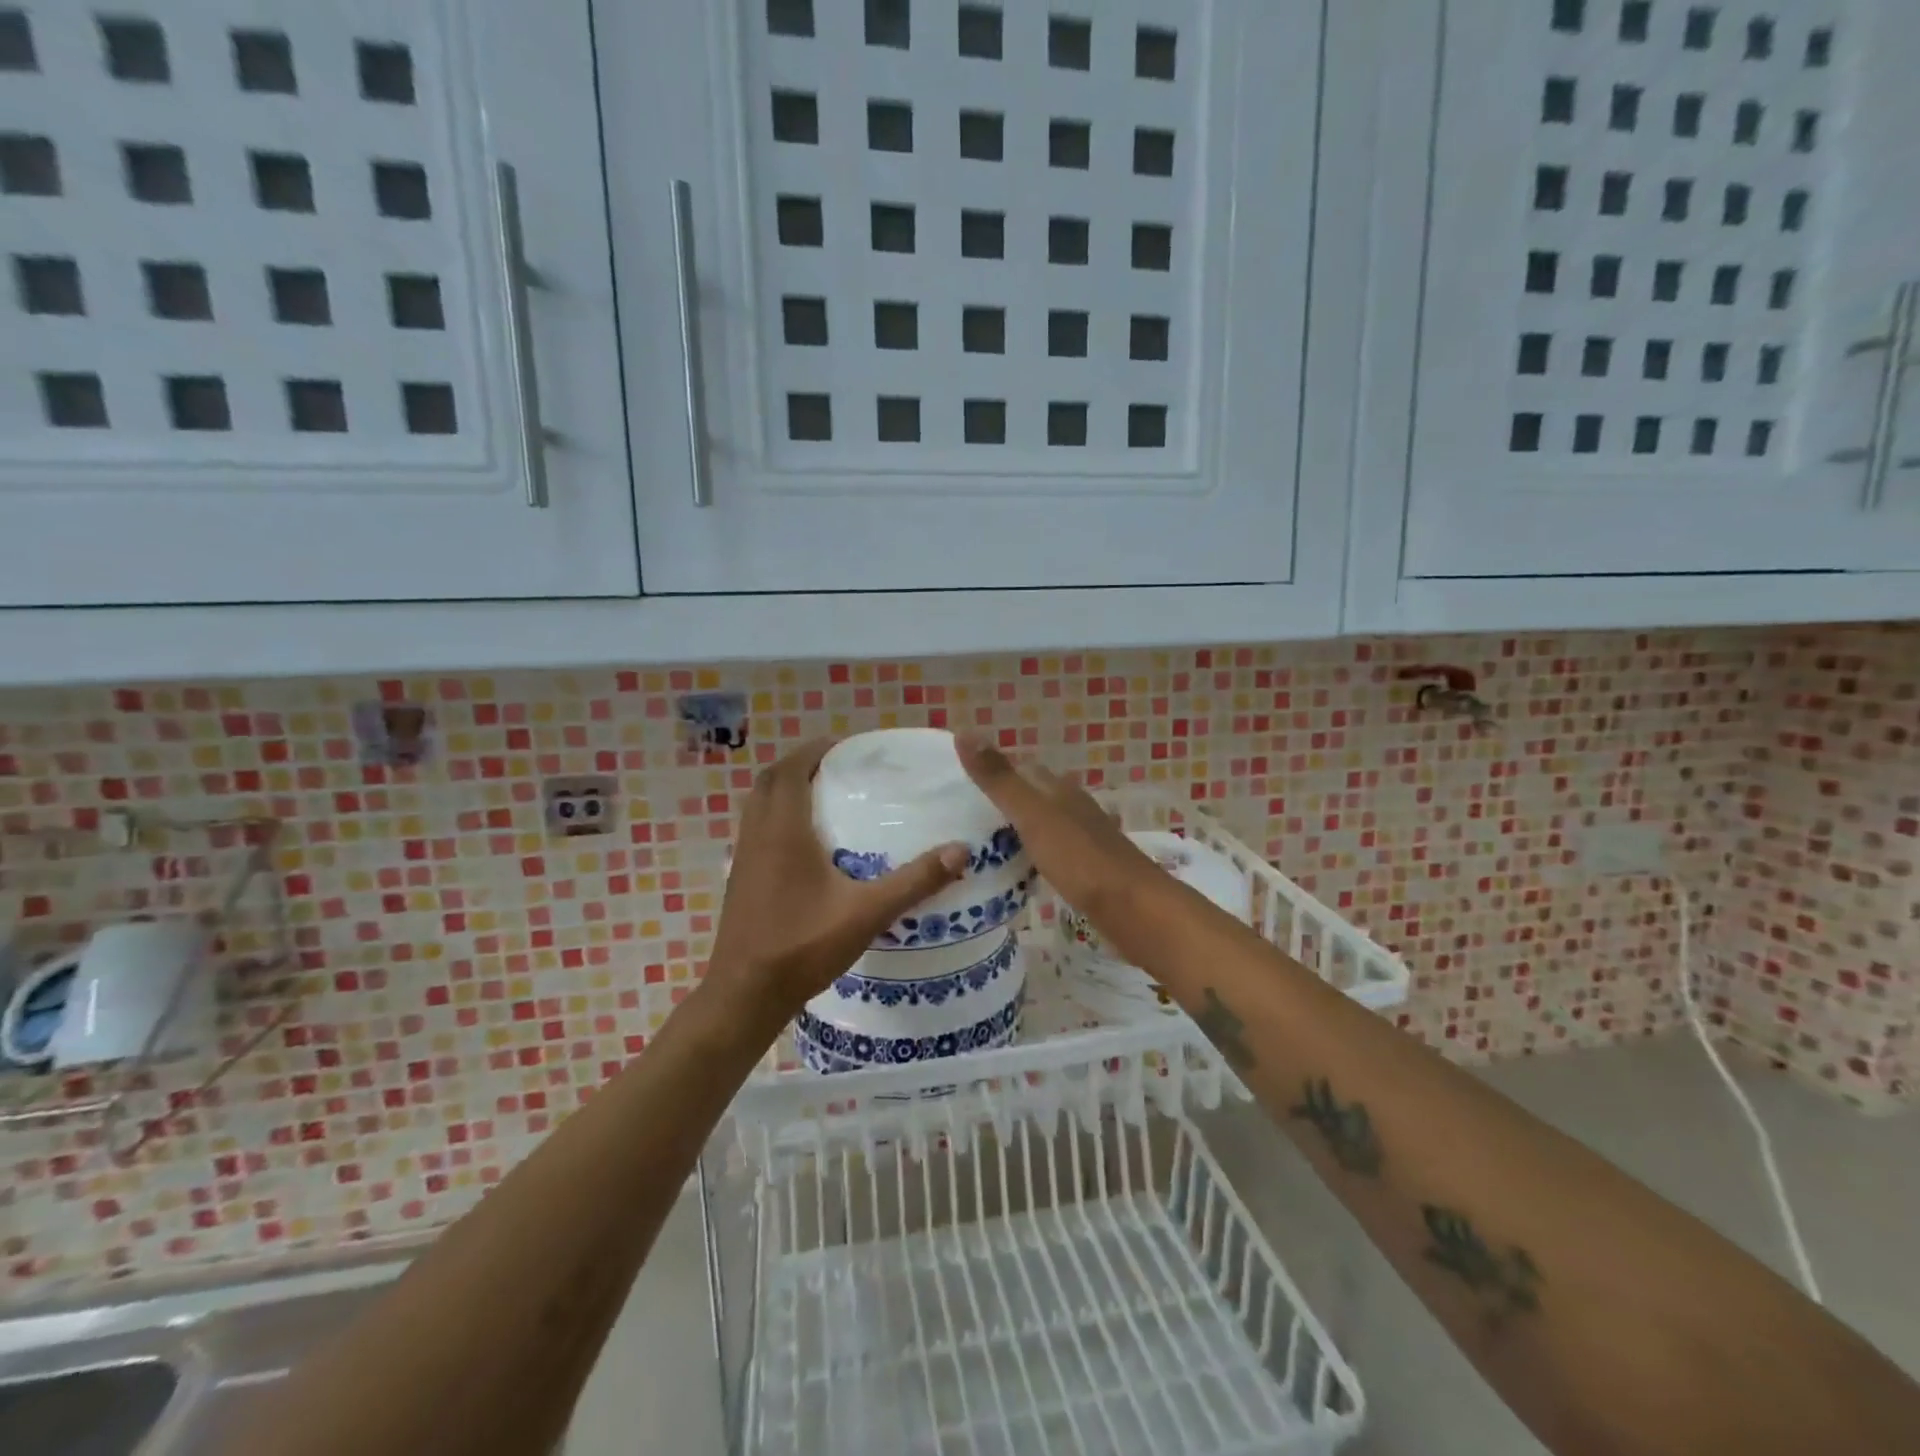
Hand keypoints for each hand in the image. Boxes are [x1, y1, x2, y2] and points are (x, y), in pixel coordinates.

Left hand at [708, 739, 969, 1015]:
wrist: (745, 995)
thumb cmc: (803, 946)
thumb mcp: (866, 912)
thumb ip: (914, 881)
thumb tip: (961, 851)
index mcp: (782, 830)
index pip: (791, 770)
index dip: (814, 750)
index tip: (844, 745)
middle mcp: (757, 835)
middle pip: (771, 781)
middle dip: (801, 765)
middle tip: (837, 766)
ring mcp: (743, 858)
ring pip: (758, 805)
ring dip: (785, 789)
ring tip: (824, 795)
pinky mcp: (740, 879)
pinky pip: (756, 829)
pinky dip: (776, 816)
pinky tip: (805, 842)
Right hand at [954, 735, 1163, 934]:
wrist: (1133, 907)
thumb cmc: (1080, 858)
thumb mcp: (1032, 815)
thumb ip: (999, 779)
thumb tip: (964, 732)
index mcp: (1059, 790)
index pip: (1022, 768)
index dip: (993, 770)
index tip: (958, 783)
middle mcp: (1073, 808)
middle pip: (1033, 796)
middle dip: (1002, 802)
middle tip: (960, 818)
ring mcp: (1083, 839)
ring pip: (1043, 825)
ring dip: (1016, 830)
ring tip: (979, 845)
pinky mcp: (1088, 869)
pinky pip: (1051, 853)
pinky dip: (1032, 855)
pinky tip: (1018, 870)